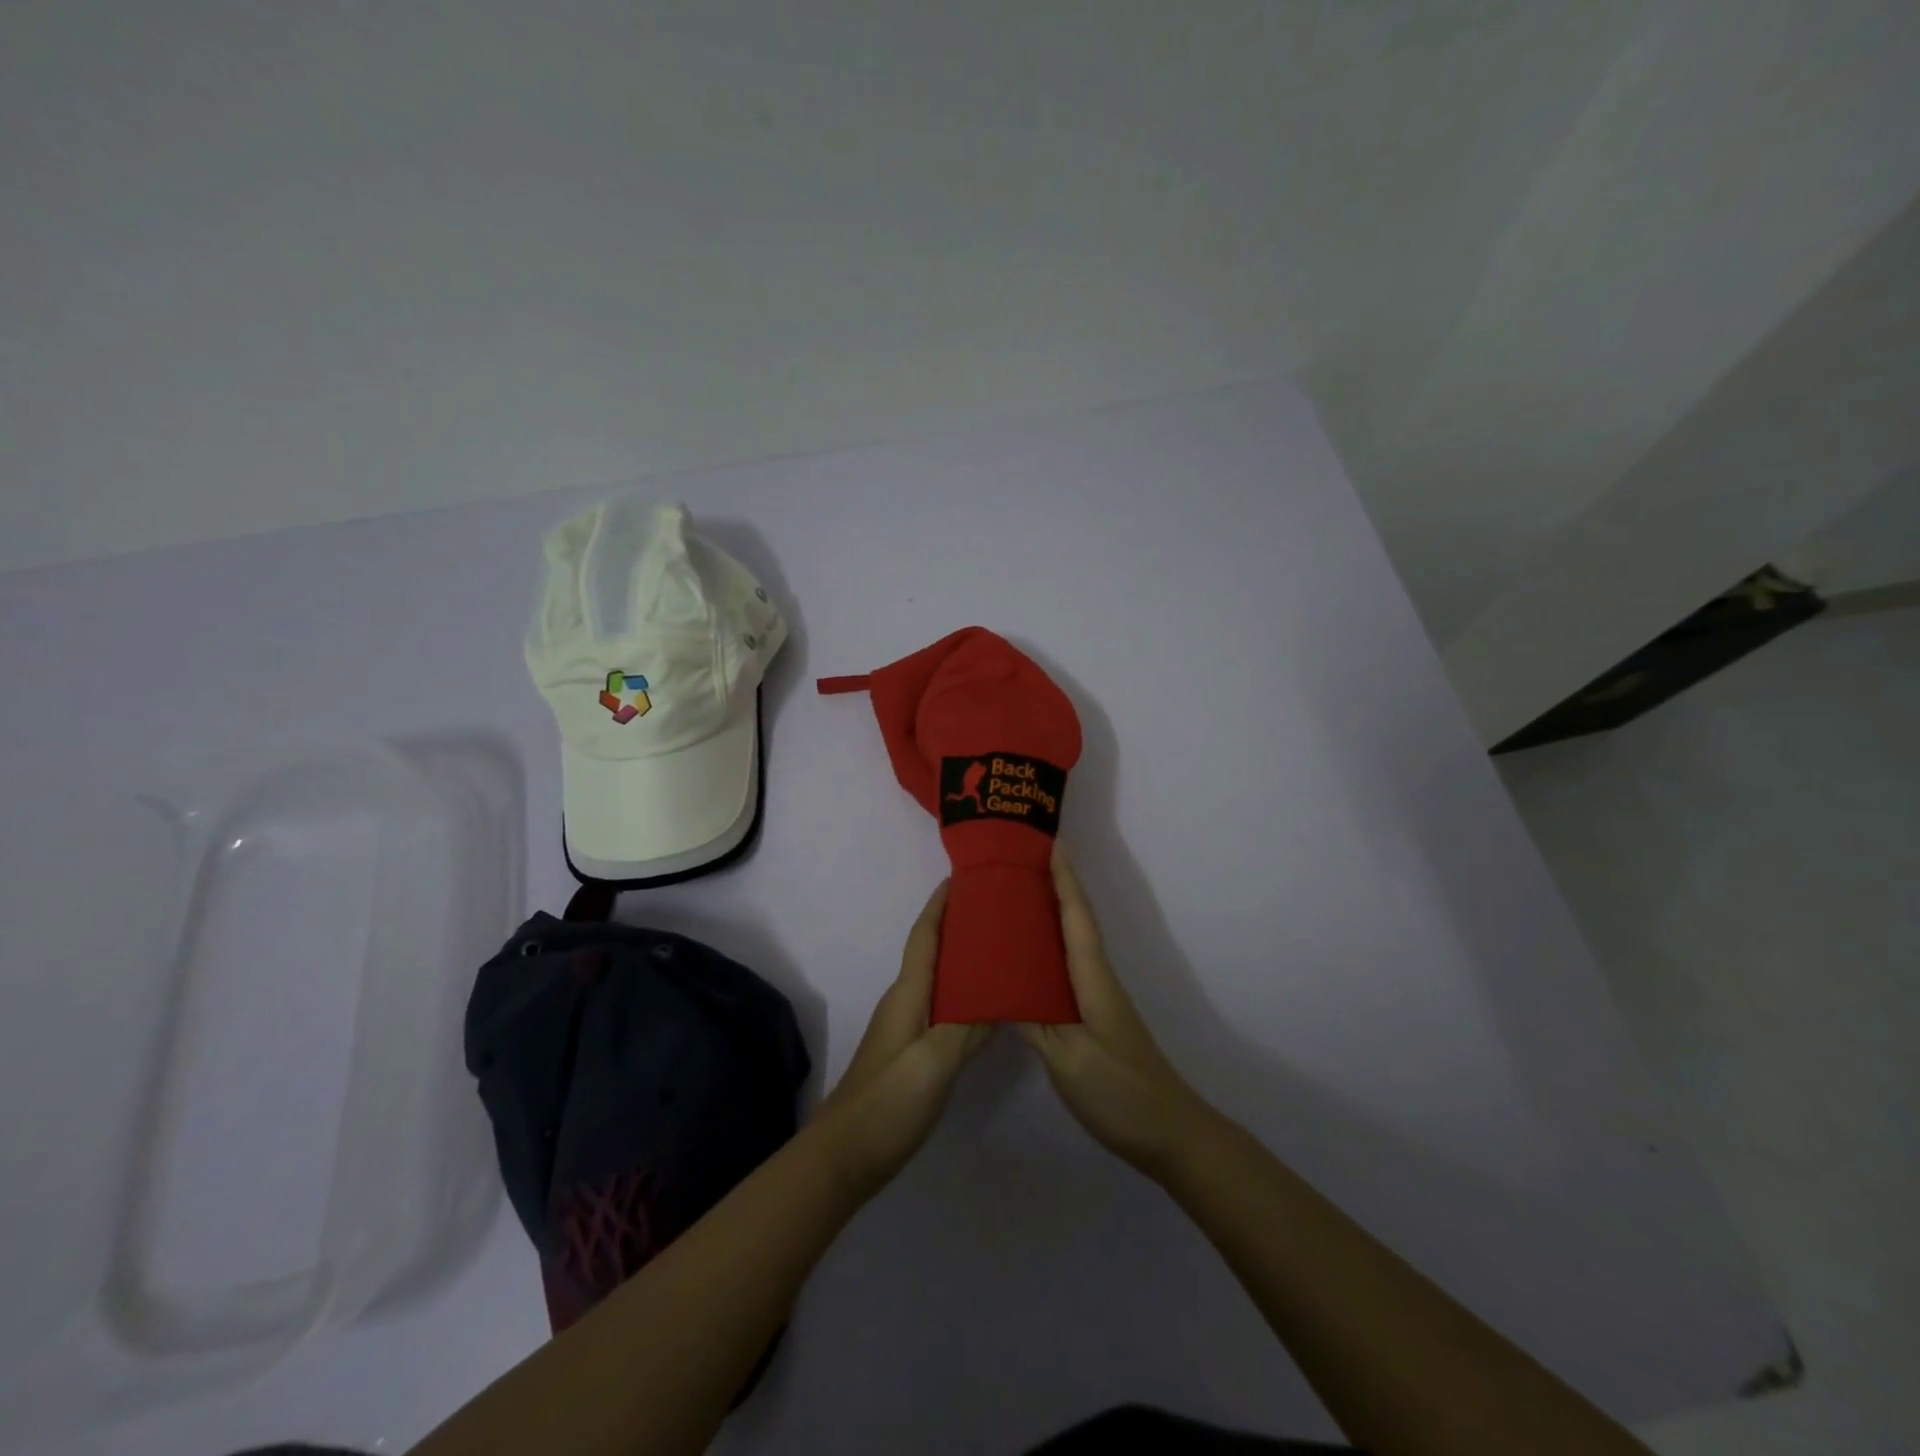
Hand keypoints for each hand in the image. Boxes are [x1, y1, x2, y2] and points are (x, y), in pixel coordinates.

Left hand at [814, 881, 988, 1199]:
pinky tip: (986, 1004)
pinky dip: (964, 994)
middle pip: (932, 951)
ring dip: (962, 958)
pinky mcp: (911, 1052)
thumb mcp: (934, 1062)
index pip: (925, 935)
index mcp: (907, 994)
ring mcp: (906, 1028)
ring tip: (1000, 947)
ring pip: (938, 979)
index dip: (940, 904)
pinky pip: (942, 1007)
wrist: (845, 1155)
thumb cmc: (888, 1101)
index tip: (962, 875)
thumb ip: (968, 1027)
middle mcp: (905, 1002)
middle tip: (997, 908)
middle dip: (958, 924)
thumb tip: (1001, 992)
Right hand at [1019, 846, 1214, 1182]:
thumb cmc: (1119, 1092)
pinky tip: (1022, 962)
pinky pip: (1065, 971)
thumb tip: (997, 987)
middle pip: (1075, 922)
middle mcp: (1096, 981)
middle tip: (1018, 862)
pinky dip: (1046, 953)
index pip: (1076, 918)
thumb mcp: (1068, 1059)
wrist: (1168, 1134)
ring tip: (1013, 899)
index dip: (1064, 879)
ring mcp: (1097, 1001)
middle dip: (1053, 887)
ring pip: (1070, 945)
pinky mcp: (1092, 1020)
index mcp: (1092, 981)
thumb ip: (1032, 1022)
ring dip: (1048, 916)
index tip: (1050, 842)